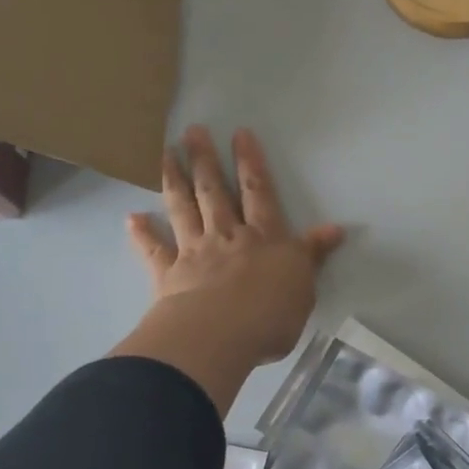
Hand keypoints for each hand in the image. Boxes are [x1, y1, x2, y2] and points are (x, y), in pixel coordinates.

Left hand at [115, 127, 343, 412]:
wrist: (219, 336)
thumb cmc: (271, 313)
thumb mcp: (305, 284)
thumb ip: (313, 254)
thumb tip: (335, 229)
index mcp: (264, 237)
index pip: (258, 191)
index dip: (250, 162)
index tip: (239, 133)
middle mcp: (227, 236)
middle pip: (214, 191)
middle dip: (205, 160)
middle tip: (192, 131)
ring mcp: (194, 252)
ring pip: (183, 209)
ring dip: (174, 180)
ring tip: (165, 154)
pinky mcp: (169, 276)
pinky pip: (154, 251)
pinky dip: (143, 234)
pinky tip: (132, 218)